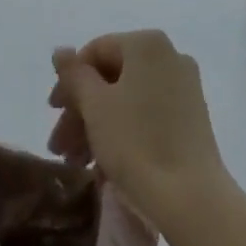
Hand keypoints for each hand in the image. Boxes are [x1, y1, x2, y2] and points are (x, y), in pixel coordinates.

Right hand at [49, 30, 234, 233]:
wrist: (193, 201)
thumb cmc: (137, 143)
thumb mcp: (95, 106)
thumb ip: (74, 74)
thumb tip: (60, 50)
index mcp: (147, 44)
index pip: (95, 51)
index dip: (69, 81)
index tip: (52, 113)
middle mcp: (170, 56)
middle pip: (112, 77)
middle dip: (81, 110)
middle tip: (60, 146)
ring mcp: (184, 88)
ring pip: (128, 98)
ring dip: (98, 125)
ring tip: (77, 162)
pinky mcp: (192, 119)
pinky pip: (147, 114)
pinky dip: (123, 132)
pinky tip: (104, 166)